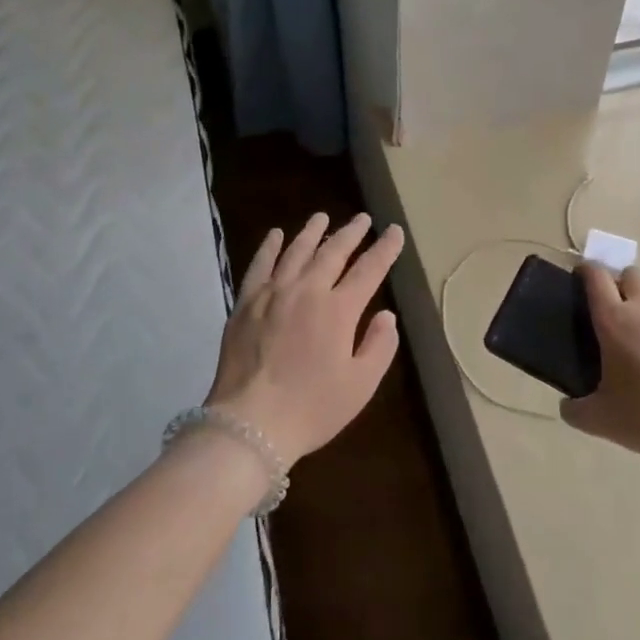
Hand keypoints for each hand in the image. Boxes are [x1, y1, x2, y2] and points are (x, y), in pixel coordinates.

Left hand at [206, 212, 405, 466]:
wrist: (250, 422)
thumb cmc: (312, 408)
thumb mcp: (360, 385)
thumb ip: (379, 346)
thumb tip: (387, 315)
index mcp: (339, 309)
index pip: (369, 270)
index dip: (384, 250)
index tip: (395, 231)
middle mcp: (306, 291)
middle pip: (332, 252)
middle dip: (351, 233)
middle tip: (363, 219)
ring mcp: (272, 293)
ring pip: (296, 251)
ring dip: (312, 232)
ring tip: (323, 217)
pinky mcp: (245, 303)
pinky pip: (260, 265)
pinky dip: (269, 247)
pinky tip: (276, 235)